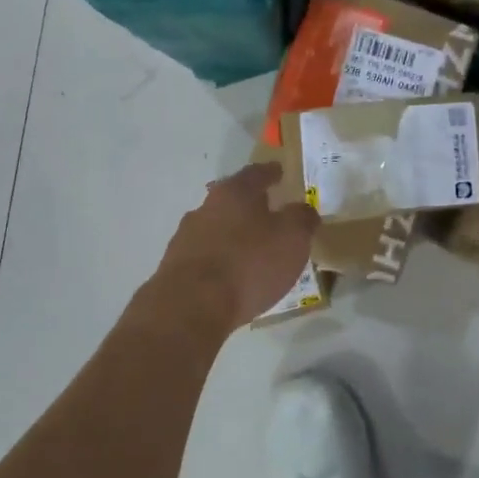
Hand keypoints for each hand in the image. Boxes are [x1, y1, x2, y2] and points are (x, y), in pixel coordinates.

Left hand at [155, 163, 320, 330]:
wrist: (192, 305)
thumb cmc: (249, 264)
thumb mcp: (292, 238)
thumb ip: (302, 219)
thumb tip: (303, 210)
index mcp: (234, 193)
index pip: (256, 173)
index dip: (271, 173)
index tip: (280, 172)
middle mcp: (205, 208)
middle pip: (232, 200)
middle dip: (250, 206)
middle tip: (270, 214)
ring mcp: (186, 237)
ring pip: (216, 228)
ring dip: (234, 236)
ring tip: (253, 251)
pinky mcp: (175, 267)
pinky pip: (206, 257)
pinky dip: (221, 261)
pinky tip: (232, 277)